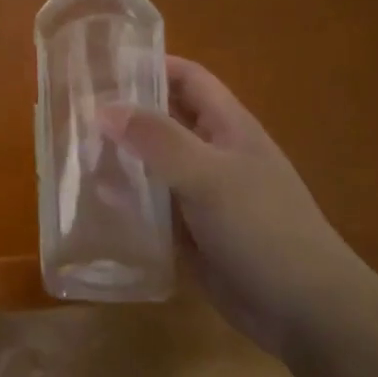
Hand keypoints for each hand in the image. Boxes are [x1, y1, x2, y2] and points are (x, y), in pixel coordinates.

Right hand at [102, 56, 370, 354]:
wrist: (306, 311)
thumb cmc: (264, 228)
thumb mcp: (209, 176)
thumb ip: (157, 140)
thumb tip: (105, 109)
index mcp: (228, 127)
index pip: (187, 78)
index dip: (151, 65)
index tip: (103, 65)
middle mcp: (212, 154)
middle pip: (164, 120)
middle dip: (125, 112)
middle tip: (73, 110)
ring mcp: (201, 194)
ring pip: (153, 164)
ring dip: (119, 157)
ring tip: (71, 151)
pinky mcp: (190, 232)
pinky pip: (151, 206)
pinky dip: (126, 200)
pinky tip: (92, 200)